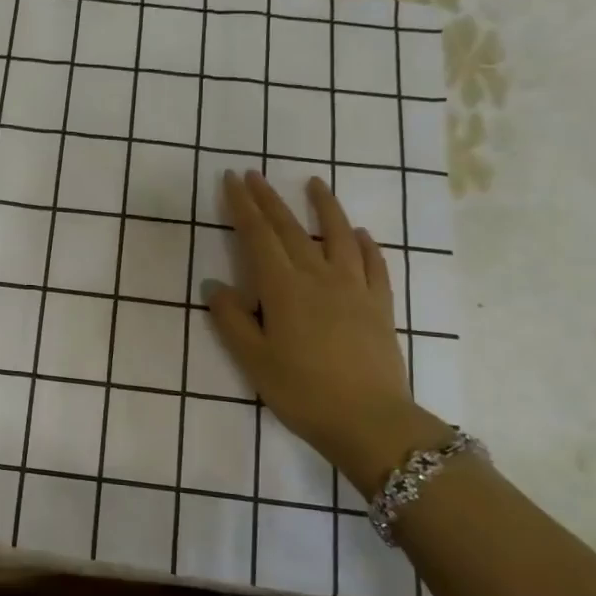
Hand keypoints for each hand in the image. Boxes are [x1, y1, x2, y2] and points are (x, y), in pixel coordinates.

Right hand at [207, 170, 454, 496]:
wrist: (369, 421)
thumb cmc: (302, 392)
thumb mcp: (253, 360)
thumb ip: (232, 319)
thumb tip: (216, 286)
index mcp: (283, 288)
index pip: (258, 236)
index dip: (243, 206)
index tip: (232, 180)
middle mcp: (318, 276)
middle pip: (290, 229)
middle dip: (270, 199)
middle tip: (255, 175)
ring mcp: (354, 287)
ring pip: (338, 235)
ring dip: (324, 207)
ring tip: (314, 184)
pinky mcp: (379, 304)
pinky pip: (373, 264)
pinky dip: (365, 244)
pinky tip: (360, 234)